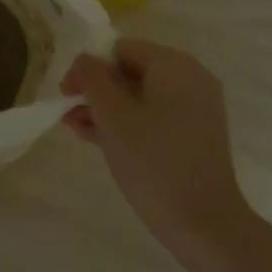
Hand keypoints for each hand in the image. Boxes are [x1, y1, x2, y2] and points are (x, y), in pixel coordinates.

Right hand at [62, 39, 254, 267]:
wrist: (204, 222)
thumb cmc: (153, 161)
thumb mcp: (112, 116)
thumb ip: (93, 79)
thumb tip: (85, 58)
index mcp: (173, 65)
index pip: (120, 49)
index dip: (89, 68)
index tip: (67, 94)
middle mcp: (190, 78)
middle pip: (131, 71)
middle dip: (97, 91)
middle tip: (69, 114)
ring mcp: (196, 108)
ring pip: (141, 96)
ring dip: (107, 109)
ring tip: (77, 129)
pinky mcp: (196, 135)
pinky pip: (155, 116)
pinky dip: (129, 123)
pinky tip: (100, 140)